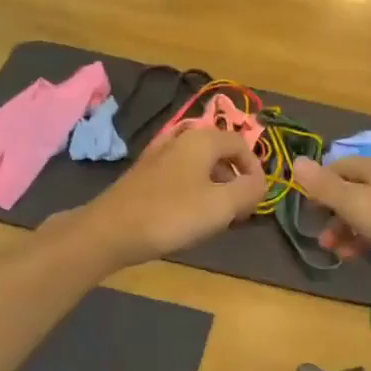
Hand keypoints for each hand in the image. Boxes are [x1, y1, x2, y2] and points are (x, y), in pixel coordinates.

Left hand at [71, 126, 267, 267]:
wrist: (110, 231)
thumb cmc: (172, 215)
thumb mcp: (222, 205)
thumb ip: (250, 190)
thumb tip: (260, 183)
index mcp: (202, 139)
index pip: (242, 144)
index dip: (255, 170)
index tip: (255, 200)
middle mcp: (181, 139)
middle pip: (221, 153)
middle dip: (234, 180)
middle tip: (236, 212)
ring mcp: (159, 155)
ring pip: (200, 166)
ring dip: (215, 188)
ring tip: (214, 218)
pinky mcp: (144, 174)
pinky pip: (181, 176)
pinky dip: (193, 192)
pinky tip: (187, 217)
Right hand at [290, 155, 370, 275]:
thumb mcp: (356, 204)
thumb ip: (325, 186)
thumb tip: (296, 161)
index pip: (338, 167)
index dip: (319, 187)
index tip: (309, 212)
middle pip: (357, 193)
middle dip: (337, 218)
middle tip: (326, 244)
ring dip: (357, 235)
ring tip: (348, 258)